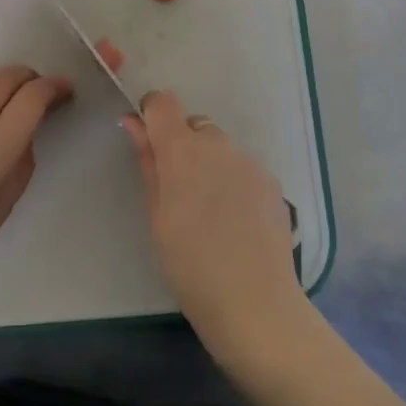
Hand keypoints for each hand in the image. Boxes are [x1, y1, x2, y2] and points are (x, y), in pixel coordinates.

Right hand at [124, 91, 303, 352]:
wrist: (255, 303)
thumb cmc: (190, 265)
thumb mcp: (156, 215)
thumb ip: (148, 162)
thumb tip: (133, 122)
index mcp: (182, 150)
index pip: (163, 102)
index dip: (152, 115)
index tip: (149, 144)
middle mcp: (218, 145)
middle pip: (193, 126)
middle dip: (182, 147)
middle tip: (179, 193)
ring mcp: (249, 162)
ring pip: (220, 148)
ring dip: (209, 165)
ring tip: (210, 214)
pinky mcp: (271, 182)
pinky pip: (243, 168)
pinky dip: (233, 183)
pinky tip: (236, 223)